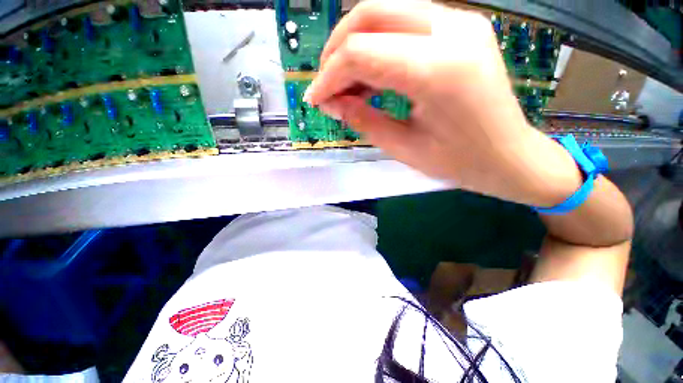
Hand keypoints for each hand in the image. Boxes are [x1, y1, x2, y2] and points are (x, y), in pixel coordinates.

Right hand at [305, 0, 581, 206]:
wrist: (509, 155)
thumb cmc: (459, 161)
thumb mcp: (404, 148)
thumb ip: (364, 120)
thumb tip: (331, 103)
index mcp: (438, 70)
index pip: (361, 52)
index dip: (329, 76)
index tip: (316, 100)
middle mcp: (452, 29)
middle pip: (370, 14)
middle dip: (337, 51)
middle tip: (328, 87)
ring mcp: (460, 21)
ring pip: (385, 11)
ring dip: (355, 47)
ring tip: (347, 87)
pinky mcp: (461, 26)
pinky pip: (404, 23)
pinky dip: (378, 46)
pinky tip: (372, 78)